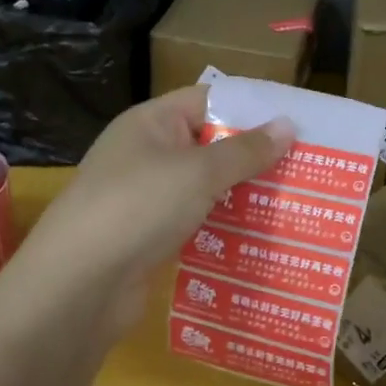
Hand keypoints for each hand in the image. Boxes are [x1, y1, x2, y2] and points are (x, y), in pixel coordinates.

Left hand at [11, 86, 293, 338]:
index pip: (207, 101)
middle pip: (208, 147)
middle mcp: (146, 155)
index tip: (297, 125)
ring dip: (241, 197)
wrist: (79, 284)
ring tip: (294, 203)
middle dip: (253, 158)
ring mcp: (145, 199)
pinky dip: (222, 229)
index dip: (251, 109)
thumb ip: (245, 150)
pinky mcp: (149, 239)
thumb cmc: (138, 208)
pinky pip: (194, 224)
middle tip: (306, 169)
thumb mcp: (198, 172)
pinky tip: (258, 239)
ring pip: (204, 190)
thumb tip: (288, 125)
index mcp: (151, 123)